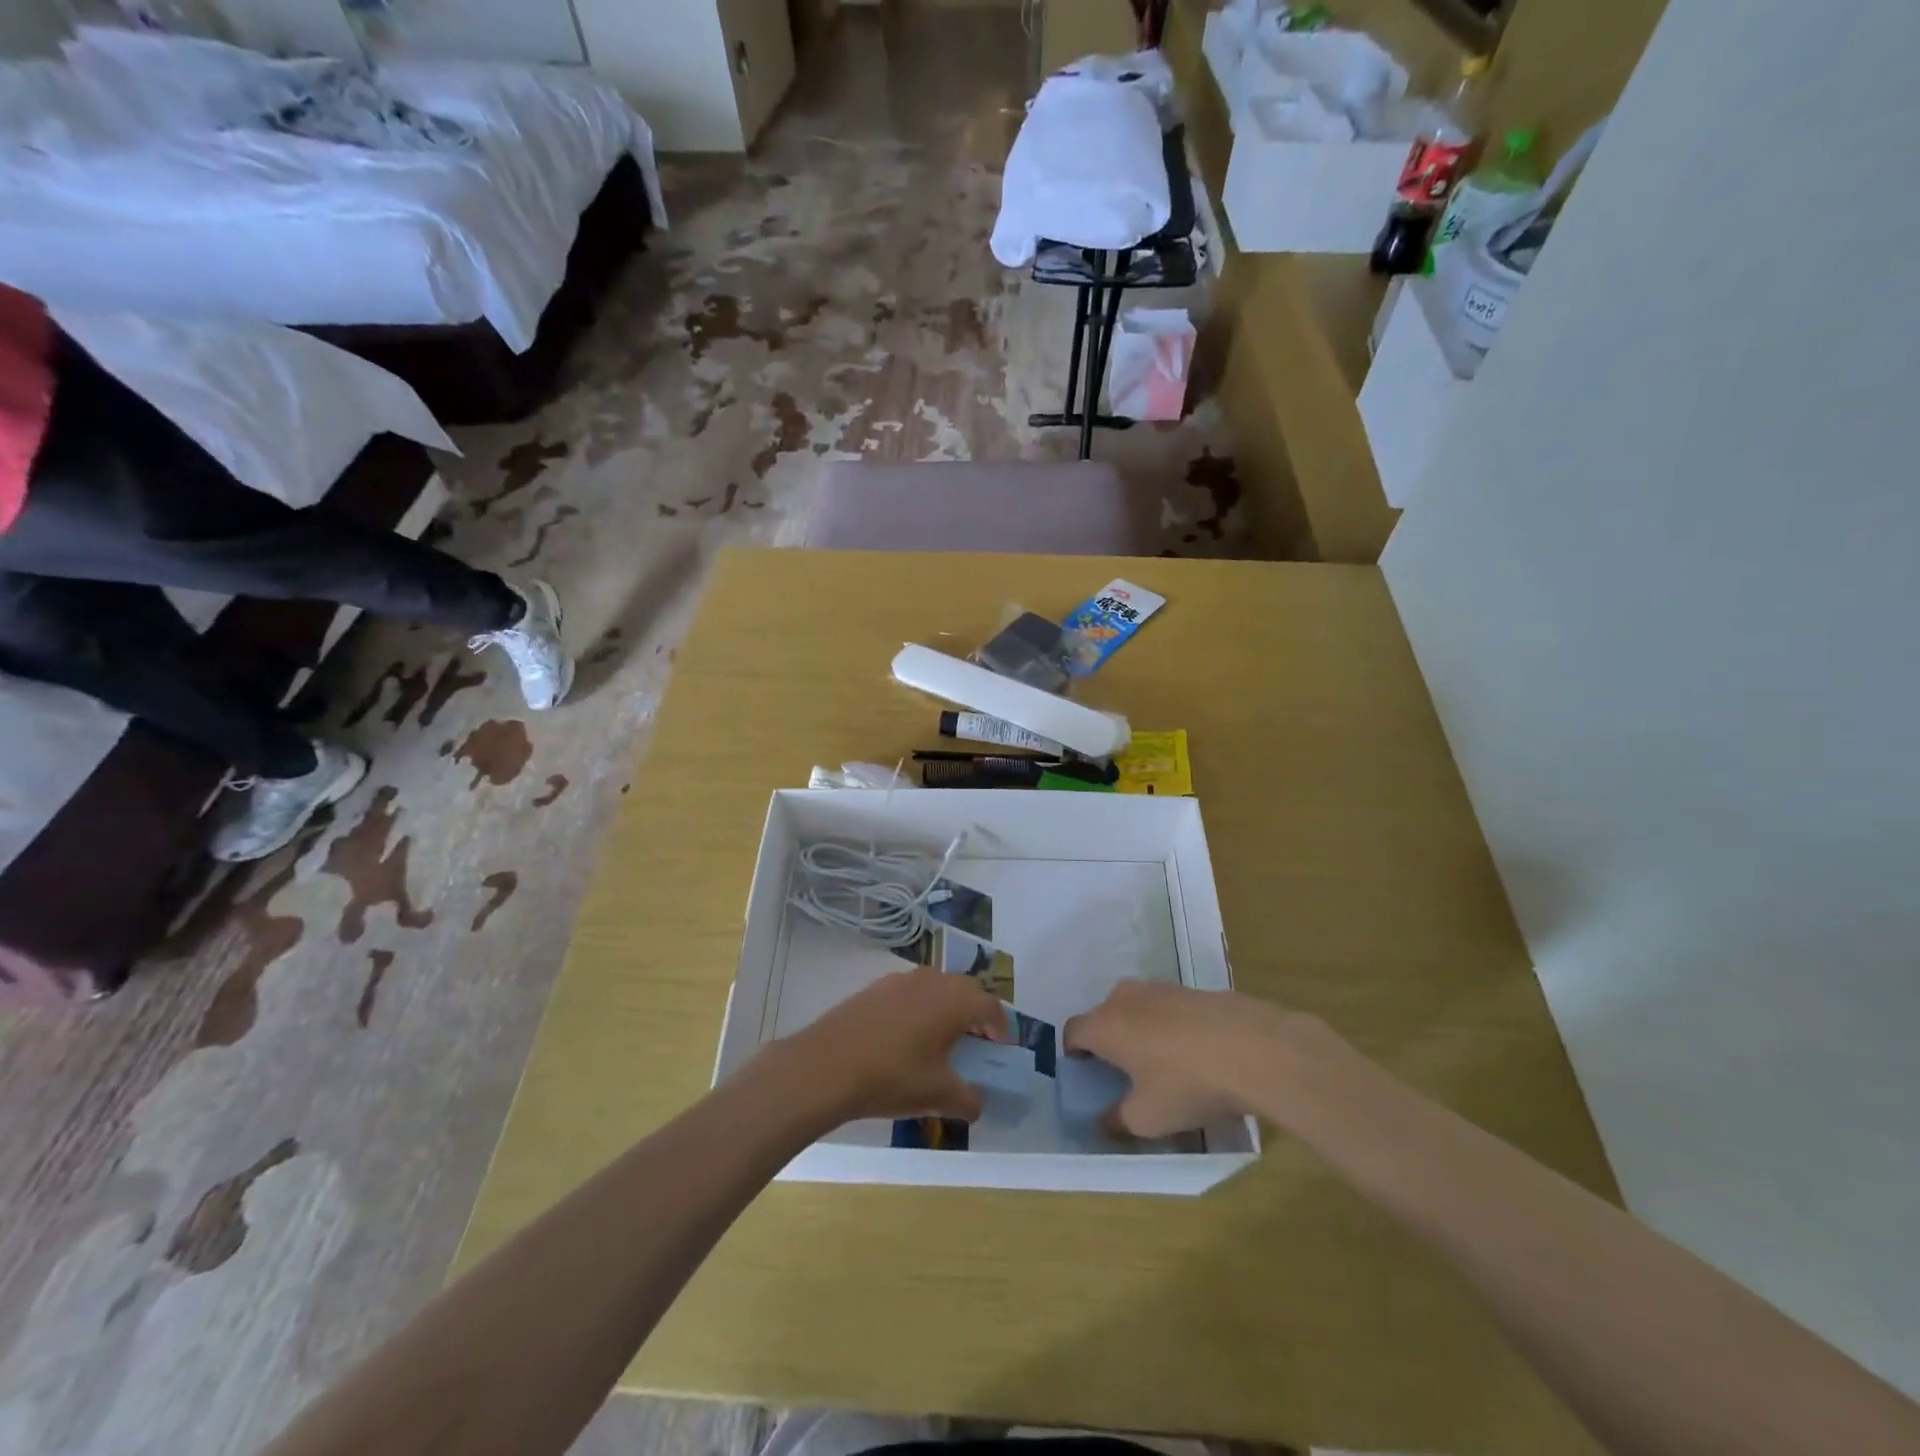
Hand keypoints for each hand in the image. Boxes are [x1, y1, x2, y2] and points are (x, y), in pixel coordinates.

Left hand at [772, 968, 1009, 1125]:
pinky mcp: (874, 987)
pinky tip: (904, 1039)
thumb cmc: (892, 1076)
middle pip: (965, 990)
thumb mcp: (937, 1095)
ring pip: (936, 988)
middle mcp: (932, 980)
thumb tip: (977, 1104)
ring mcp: (900, 980)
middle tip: (974, 1043)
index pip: (991, 1005)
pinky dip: (918, 1010)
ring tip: (939, 1041)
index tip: (1000, 1049)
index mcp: (955, 1000)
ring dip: (945, 1009)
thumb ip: (967, 1099)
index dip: (1000, 1027)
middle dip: (974, 1014)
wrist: (826, 1065)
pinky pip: (909, 993)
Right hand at [1063, 982, 1306, 1138]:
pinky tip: (1193, 1053)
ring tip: (1160, 1063)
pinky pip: (1167, 1008)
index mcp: (1105, 1024)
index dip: (1074, 1054)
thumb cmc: (1188, 1083)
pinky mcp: (1192, 990)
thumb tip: (1104, 1122)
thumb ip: (1118, 1121)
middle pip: (1104, 1015)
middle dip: (1108, 1041)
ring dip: (1140, 1031)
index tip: (1086, 1075)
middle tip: (1123, 1073)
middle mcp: (1126, 998)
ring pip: (1137, 1008)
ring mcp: (1161, 988)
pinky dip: (1170, 1027)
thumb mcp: (1148, 1118)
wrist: (1254, 1048)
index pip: (1073, 1031)